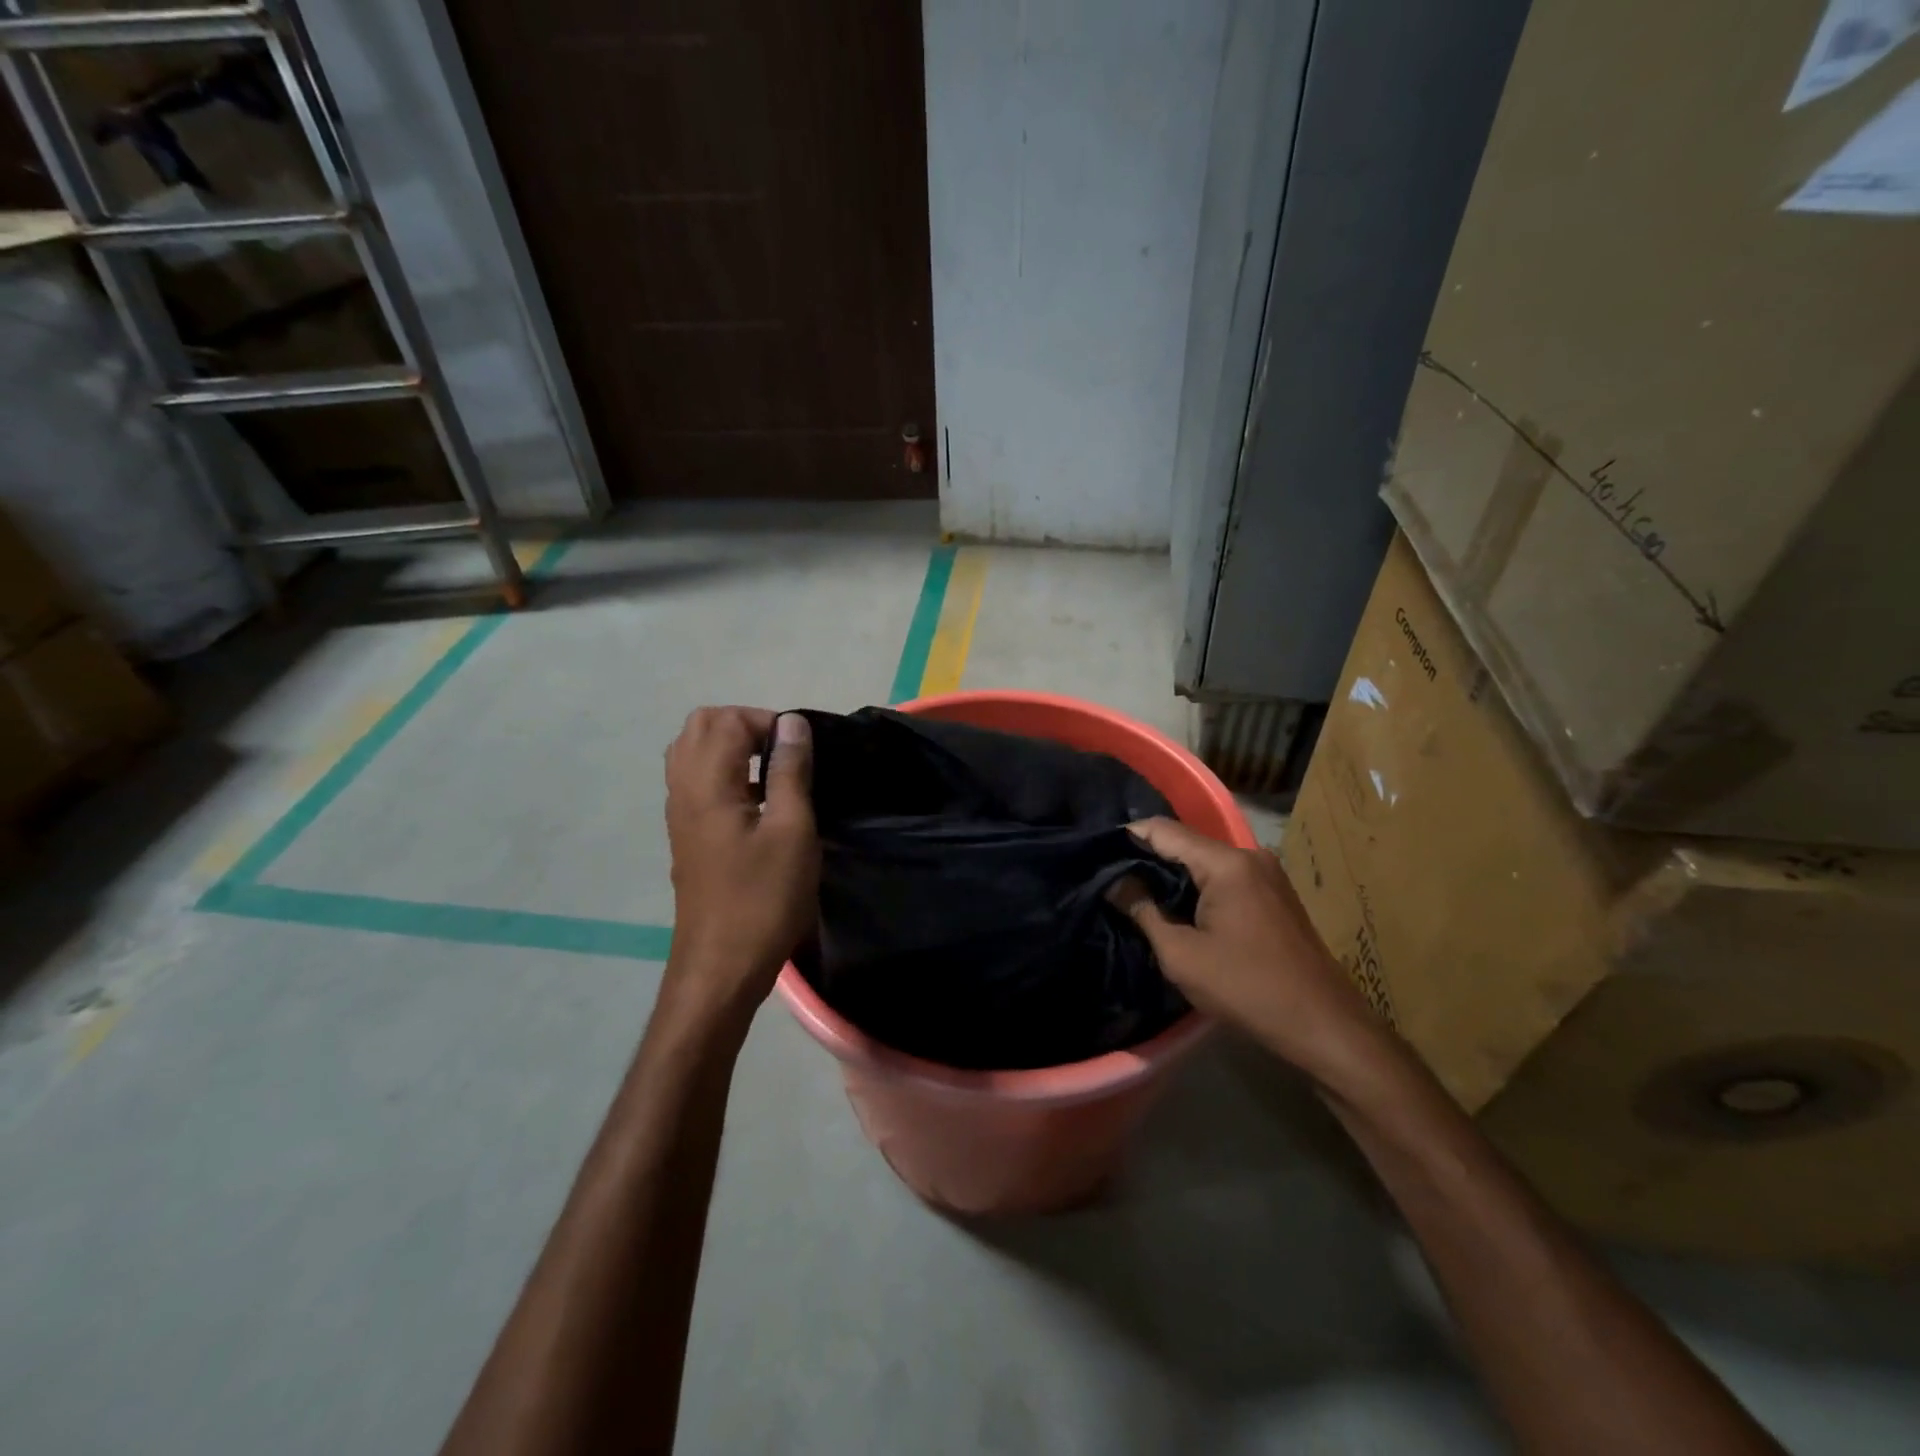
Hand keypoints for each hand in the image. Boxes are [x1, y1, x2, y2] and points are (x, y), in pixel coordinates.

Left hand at [661, 707, 818, 1036]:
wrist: (720, 967)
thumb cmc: (763, 899)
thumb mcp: (792, 831)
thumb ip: (790, 771)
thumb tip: (792, 723)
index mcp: (706, 783)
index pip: (727, 719)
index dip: (768, 723)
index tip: (801, 753)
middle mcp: (683, 789)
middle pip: (700, 726)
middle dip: (745, 726)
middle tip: (784, 754)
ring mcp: (679, 813)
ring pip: (693, 752)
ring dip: (732, 748)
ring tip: (772, 775)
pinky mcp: (686, 834)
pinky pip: (696, 780)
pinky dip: (724, 773)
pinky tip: (758, 804)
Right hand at [1114, 817, 1388, 1085]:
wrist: (1324, 1026)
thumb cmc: (1247, 989)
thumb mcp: (1181, 955)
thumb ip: (1143, 911)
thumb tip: (1114, 882)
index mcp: (1226, 863)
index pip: (1163, 830)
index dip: (1126, 838)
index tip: (1095, 855)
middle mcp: (1248, 856)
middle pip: (1184, 842)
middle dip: (1146, 857)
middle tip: (1108, 876)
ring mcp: (1265, 873)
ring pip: (1203, 860)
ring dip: (1171, 874)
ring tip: (1133, 892)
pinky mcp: (1273, 894)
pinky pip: (1222, 876)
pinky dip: (1195, 885)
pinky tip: (1175, 906)